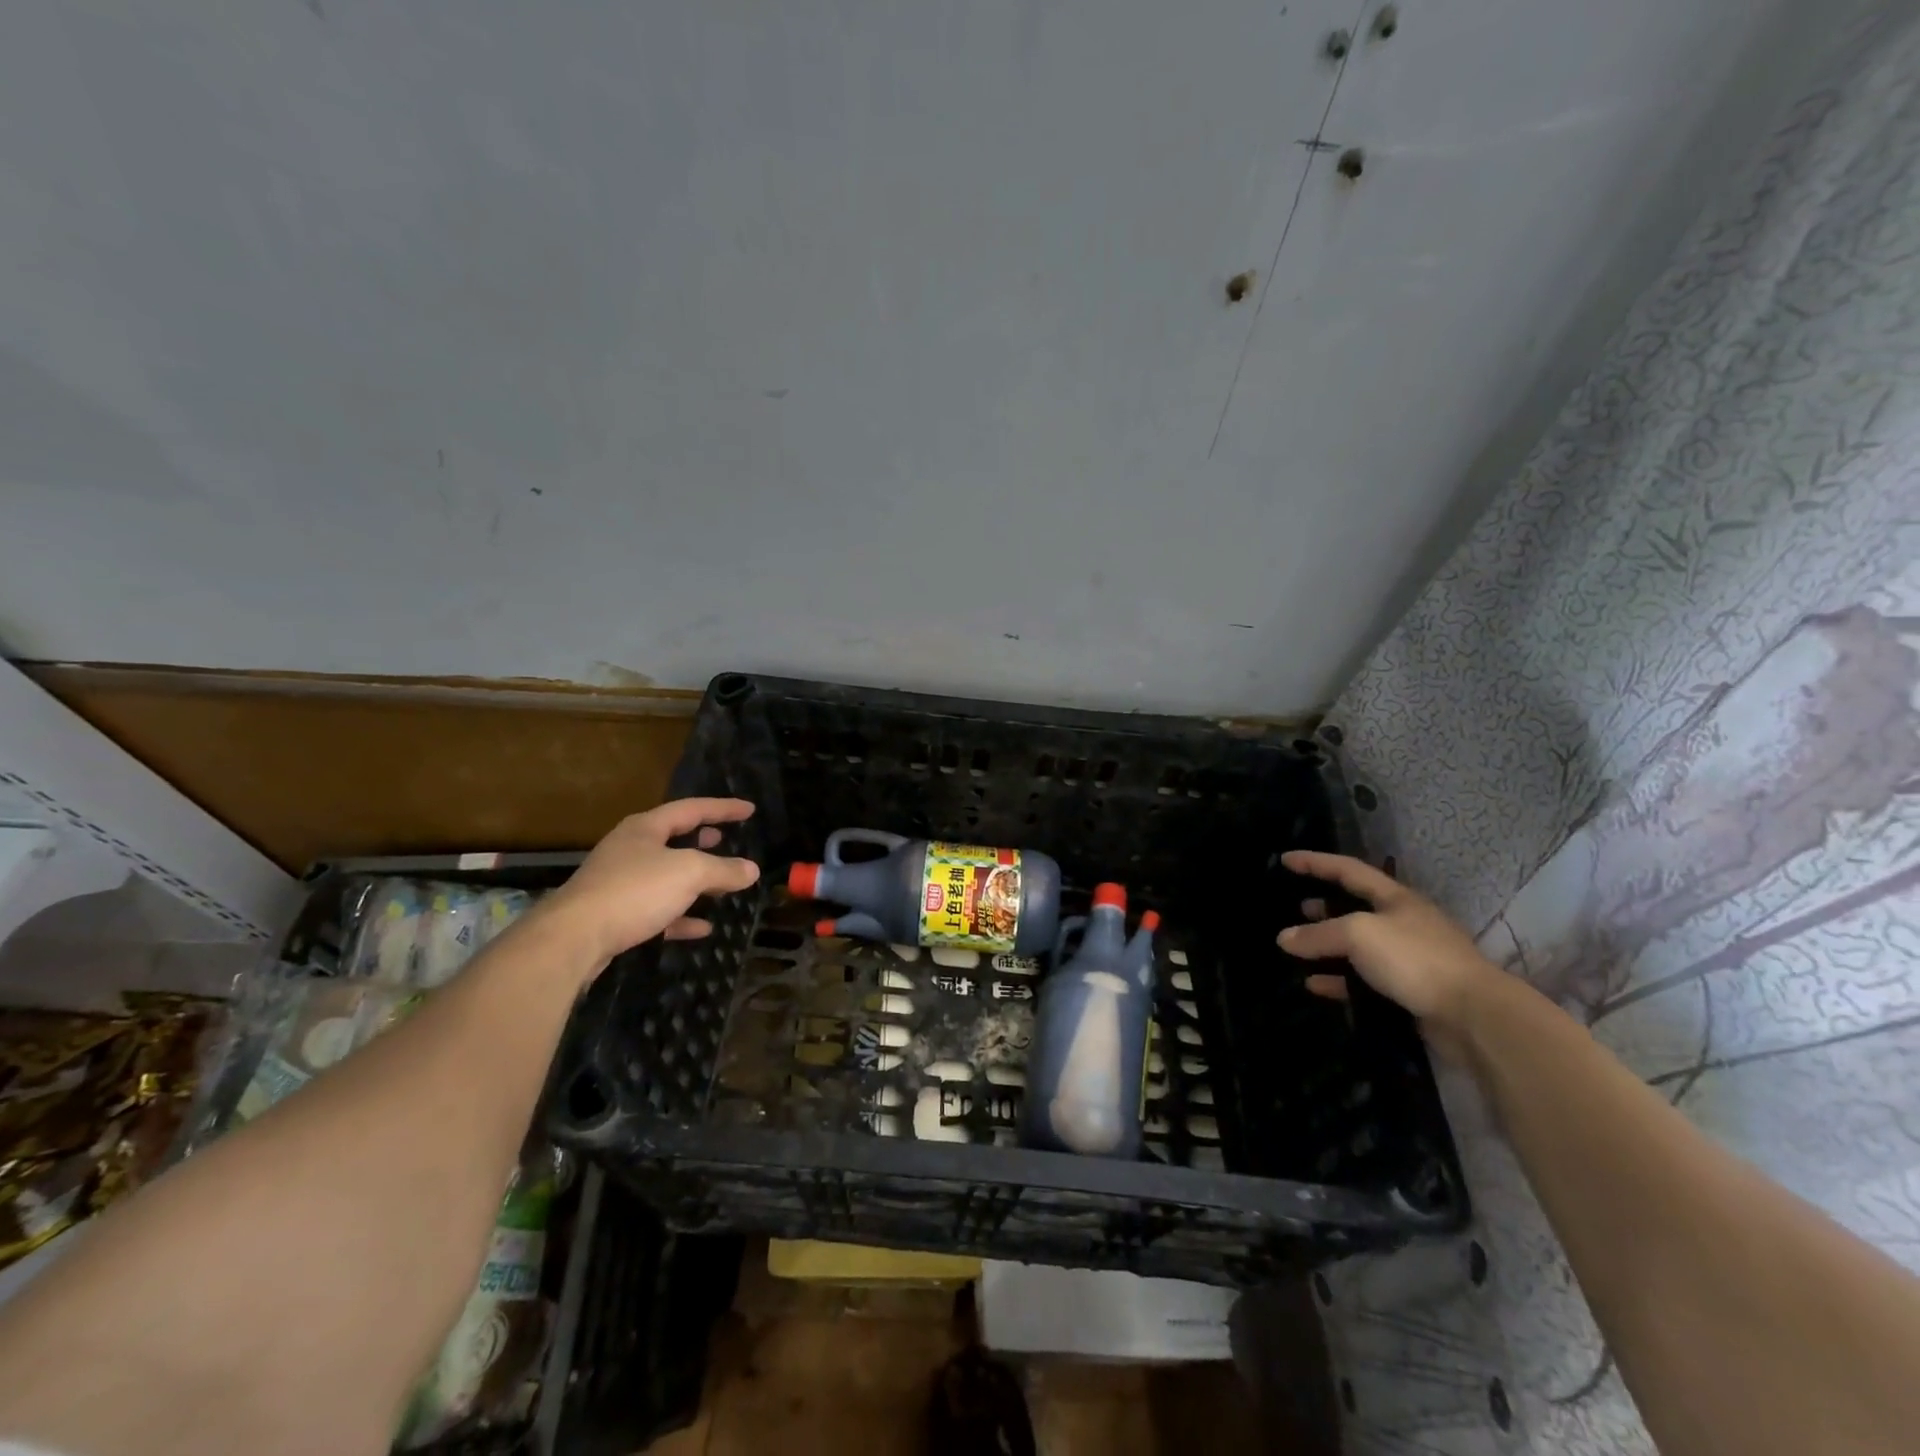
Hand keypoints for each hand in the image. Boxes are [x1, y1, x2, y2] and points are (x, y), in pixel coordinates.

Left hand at [539, 798, 760, 966]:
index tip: (749, 809)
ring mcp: (619, 883)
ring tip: (719, 883)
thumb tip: (751, 869)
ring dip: (693, 880)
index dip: (723, 808)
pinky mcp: (614, 915)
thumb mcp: (689, 873)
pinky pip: (656, 910)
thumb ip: (723, 870)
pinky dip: (681, 915)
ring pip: (664, 876)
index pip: (691, 809)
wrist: (573, 938)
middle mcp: (629, 850)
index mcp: (645, 828)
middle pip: (672, 839)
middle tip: (724, 839)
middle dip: (700, 840)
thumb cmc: (634, 891)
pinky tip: (702, 927)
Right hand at [1276, 851, 1497, 1032]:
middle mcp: (1403, 923)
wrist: (1473, 1017)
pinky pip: (1364, 980)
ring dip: (1328, 947)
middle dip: (1325, 907)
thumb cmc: (1414, 959)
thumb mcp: (1358, 935)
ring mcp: (1409, 959)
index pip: (1348, 870)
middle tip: (1296, 908)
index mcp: (1395, 898)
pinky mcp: (1409, 991)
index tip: (1285, 859)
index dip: (1315, 862)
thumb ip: (1318, 934)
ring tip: (1298, 949)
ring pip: (1359, 947)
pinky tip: (1315, 985)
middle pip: (1356, 908)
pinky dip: (1338, 980)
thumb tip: (1284, 938)